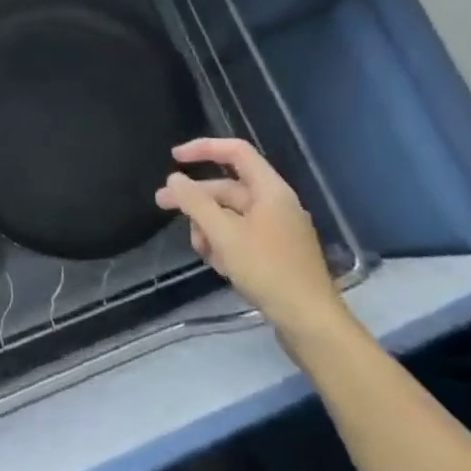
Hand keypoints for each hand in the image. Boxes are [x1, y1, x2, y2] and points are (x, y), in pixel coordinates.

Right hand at [155, 138, 352, 349]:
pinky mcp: (275, 252)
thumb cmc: (267, 270)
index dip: (203, 148)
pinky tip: (218, 264)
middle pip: (227, 188)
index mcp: (270, 190)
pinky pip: (240, 236)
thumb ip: (196, 203)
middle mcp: (275, 204)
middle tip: (161, 204)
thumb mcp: (224, 234)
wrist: (310, 321)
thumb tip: (174, 179)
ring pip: (230, 215)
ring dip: (208, 227)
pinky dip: (224, 244)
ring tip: (202, 251)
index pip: (235, 152)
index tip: (174, 157)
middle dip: (195, 198)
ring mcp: (276, 229)